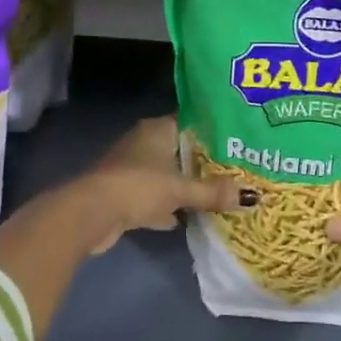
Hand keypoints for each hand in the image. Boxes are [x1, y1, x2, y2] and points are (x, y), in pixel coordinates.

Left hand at [52, 116, 253, 254]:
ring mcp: (132, 168)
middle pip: (181, 149)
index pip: (192, 122)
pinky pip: (155, 196)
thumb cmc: (138, 186)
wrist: (90, 213)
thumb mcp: (180, 189)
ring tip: (217, 194)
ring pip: (168, 174)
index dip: (214, 130)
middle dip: (203, 162)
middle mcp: (144, 142)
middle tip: (235, 170)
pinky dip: (168, 206)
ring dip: (185, 185)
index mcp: (157, 129)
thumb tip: (250, 196)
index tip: (238, 140)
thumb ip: (212, 192)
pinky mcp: (125, 193)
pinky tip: (186, 218)